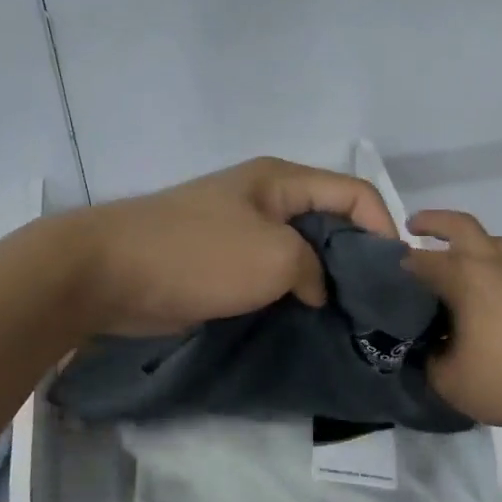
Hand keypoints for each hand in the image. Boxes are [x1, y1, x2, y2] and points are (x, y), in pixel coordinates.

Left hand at [77, 157, 398, 336]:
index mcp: (281, 180)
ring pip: (301, 251)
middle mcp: (265, 199)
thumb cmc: (198, 254)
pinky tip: (305, 320)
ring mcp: (240, 230)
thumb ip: (314, 268)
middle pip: (329, 220)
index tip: (394, 274)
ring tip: (346, 318)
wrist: (107, 272)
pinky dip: (292, 293)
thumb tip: (314, 289)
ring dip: (323, 280)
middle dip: (355, 257)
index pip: (353, 192)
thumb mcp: (274, 257)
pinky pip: (271, 273)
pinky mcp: (221, 262)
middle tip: (374, 302)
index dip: (382, 226)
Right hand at [402, 210, 501, 429]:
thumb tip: (423, 348)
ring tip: (446, 257)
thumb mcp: (448, 378)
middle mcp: (489, 266)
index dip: (395, 265)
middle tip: (412, 228)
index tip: (376, 275)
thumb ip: (426, 359)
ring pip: (489, 242)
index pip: (419, 260)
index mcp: (464, 276)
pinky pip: (501, 264)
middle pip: (461, 227)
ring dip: (465, 240)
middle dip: (434, 222)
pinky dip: (482, 263)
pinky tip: (471, 292)